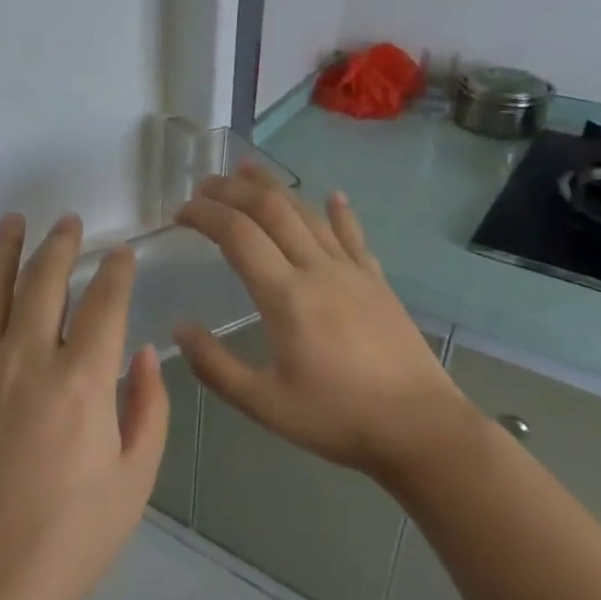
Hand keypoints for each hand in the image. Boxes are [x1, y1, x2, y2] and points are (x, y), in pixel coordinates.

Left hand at [0, 213, 169, 599]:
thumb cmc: (70, 540)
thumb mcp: (134, 480)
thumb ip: (148, 408)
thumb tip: (145, 352)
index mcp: (82, 381)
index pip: (104, 302)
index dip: (116, 271)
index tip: (122, 253)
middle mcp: (26, 360)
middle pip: (44, 280)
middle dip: (61, 244)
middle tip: (69, 222)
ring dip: (2, 251)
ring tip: (14, 222)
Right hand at [173, 164, 472, 480]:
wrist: (421, 428)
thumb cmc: (337, 418)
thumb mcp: (264, 404)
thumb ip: (215, 366)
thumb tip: (180, 329)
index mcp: (285, 296)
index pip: (237, 234)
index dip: (204, 215)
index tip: (179, 212)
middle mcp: (317, 270)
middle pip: (271, 210)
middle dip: (232, 190)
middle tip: (204, 185)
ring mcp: (352, 271)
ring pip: (307, 213)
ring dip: (274, 187)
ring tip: (247, 170)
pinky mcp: (377, 282)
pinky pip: (353, 235)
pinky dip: (338, 212)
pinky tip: (332, 195)